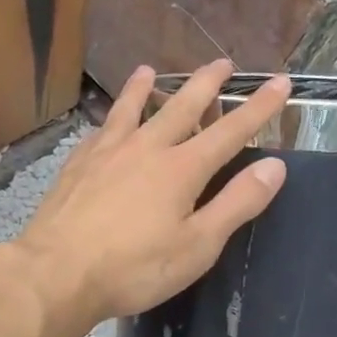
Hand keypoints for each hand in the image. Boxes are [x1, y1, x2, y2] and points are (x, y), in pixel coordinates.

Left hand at [10, 61, 290, 328]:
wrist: (57, 273)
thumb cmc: (134, 268)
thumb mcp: (198, 245)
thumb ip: (237, 203)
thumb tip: (275, 166)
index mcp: (181, 168)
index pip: (230, 131)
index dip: (258, 107)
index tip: (280, 83)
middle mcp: (145, 148)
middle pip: (181, 106)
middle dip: (206, 84)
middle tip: (222, 63)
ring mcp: (106, 153)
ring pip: (130, 109)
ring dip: (143, 87)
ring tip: (148, 70)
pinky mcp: (76, 165)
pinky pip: (99, 130)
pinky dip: (109, 118)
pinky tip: (106, 122)